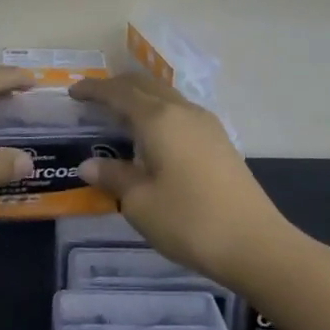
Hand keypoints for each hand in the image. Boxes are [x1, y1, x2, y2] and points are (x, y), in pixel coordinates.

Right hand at [69, 75, 291, 287]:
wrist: (256, 244)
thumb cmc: (189, 220)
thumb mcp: (139, 202)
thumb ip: (113, 177)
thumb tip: (89, 164)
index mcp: (157, 119)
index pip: (118, 92)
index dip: (93, 89)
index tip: (73, 92)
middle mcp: (181, 111)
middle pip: (144, 85)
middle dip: (116, 86)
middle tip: (93, 99)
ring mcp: (205, 124)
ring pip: (165, 96)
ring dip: (140, 98)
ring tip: (120, 115)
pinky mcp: (219, 140)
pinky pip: (179, 112)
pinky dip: (158, 112)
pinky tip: (153, 136)